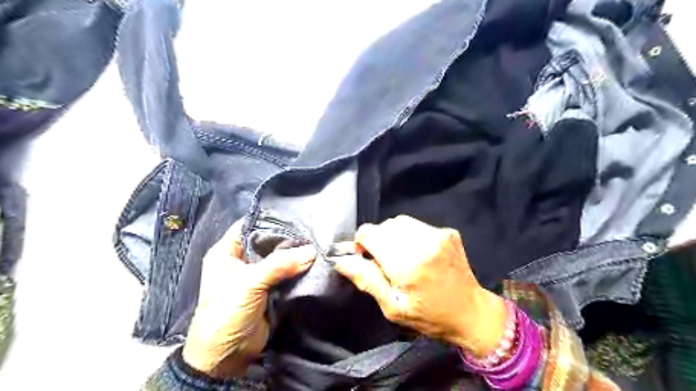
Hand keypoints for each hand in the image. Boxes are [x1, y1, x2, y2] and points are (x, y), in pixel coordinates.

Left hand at [183, 222, 316, 376]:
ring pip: (279, 258)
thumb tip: (312, 251)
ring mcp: (257, 275)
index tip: (294, 215)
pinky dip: (298, 269)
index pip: (249, 226)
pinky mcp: (269, 289)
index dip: (269, 219)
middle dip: (287, 238)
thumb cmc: (227, 311)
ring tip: (317, 243)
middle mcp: (242, 260)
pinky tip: (314, 261)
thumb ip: (280, 264)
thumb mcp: (249, 283)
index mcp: (227, 252)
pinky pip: (286, 274)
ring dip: (295, 254)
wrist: (227, 354)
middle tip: (312, 230)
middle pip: (267, 242)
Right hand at [332, 216, 506, 355]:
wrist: (471, 313)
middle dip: (378, 240)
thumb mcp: (392, 306)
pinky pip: (417, 225)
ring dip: (393, 236)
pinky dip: (409, 235)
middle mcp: (423, 242)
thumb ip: (366, 279)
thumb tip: (341, 260)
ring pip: (400, 222)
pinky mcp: (448, 232)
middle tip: (385, 262)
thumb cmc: (429, 316)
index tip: (365, 257)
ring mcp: (438, 234)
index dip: (361, 243)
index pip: (370, 233)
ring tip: (401, 257)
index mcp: (408, 263)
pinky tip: (417, 253)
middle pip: (384, 226)